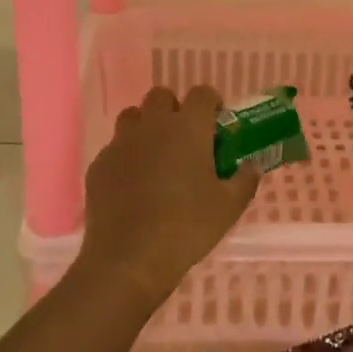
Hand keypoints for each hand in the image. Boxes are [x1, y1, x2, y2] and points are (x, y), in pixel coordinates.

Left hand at [77, 86, 260, 304]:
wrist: (129, 258)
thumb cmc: (187, 227)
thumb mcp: (229, 207)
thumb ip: (245, 179)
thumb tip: (252, 165)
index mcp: (188, 128)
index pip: (201, 93)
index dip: (210, 103)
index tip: (215, 123)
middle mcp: (153, 125)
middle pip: (161, 96)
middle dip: (174, 109)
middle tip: (185, 139)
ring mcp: (121, 142)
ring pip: (133, 116)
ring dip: (146, 127)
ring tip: (156, 156)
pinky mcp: (99, 164)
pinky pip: (115, 147)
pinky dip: (126, 156)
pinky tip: (133, 184)